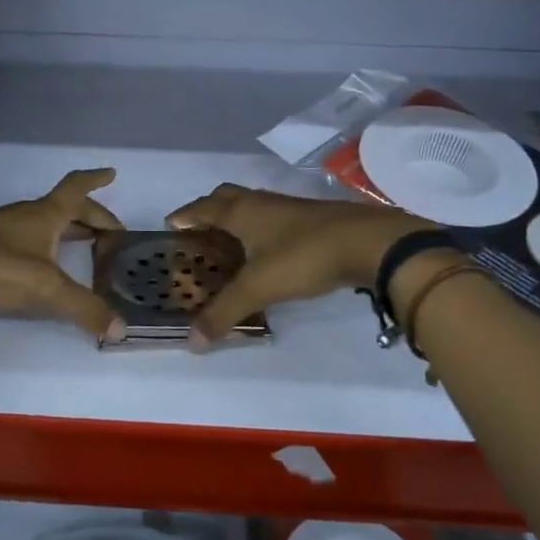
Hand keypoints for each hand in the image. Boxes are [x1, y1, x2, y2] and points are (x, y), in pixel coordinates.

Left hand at [0, 168, 124, 337]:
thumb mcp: (46, 288)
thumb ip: (84, 309)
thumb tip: (121, 330)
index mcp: (46, 215)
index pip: (77, 189)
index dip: (96, 180)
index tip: (112, 173)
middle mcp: (26, 215)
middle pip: (65, 208)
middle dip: (90, 216)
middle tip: (109, 231)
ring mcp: (2, 228)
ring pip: (44, 222)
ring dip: (66, 229)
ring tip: (82, 244)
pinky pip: (26, 238)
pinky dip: (44, 244)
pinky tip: (41, 263)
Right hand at [167, 184, 437, 346]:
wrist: (369, 242)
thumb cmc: (304, 256)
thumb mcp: (259, 287)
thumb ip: (224, 312)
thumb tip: (192, 341)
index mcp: (241, 211)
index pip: (202, 208)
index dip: (185, 216)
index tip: (170, 225)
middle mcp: (261, 203)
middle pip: (226, 197)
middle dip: (208, 211)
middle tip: (198, 233)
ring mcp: (289, 208)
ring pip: (252, 207)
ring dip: (236, 221)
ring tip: (229, 245)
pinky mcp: (312, 219)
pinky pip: (273, 219)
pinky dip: (261, 231)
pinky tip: (268, 252)